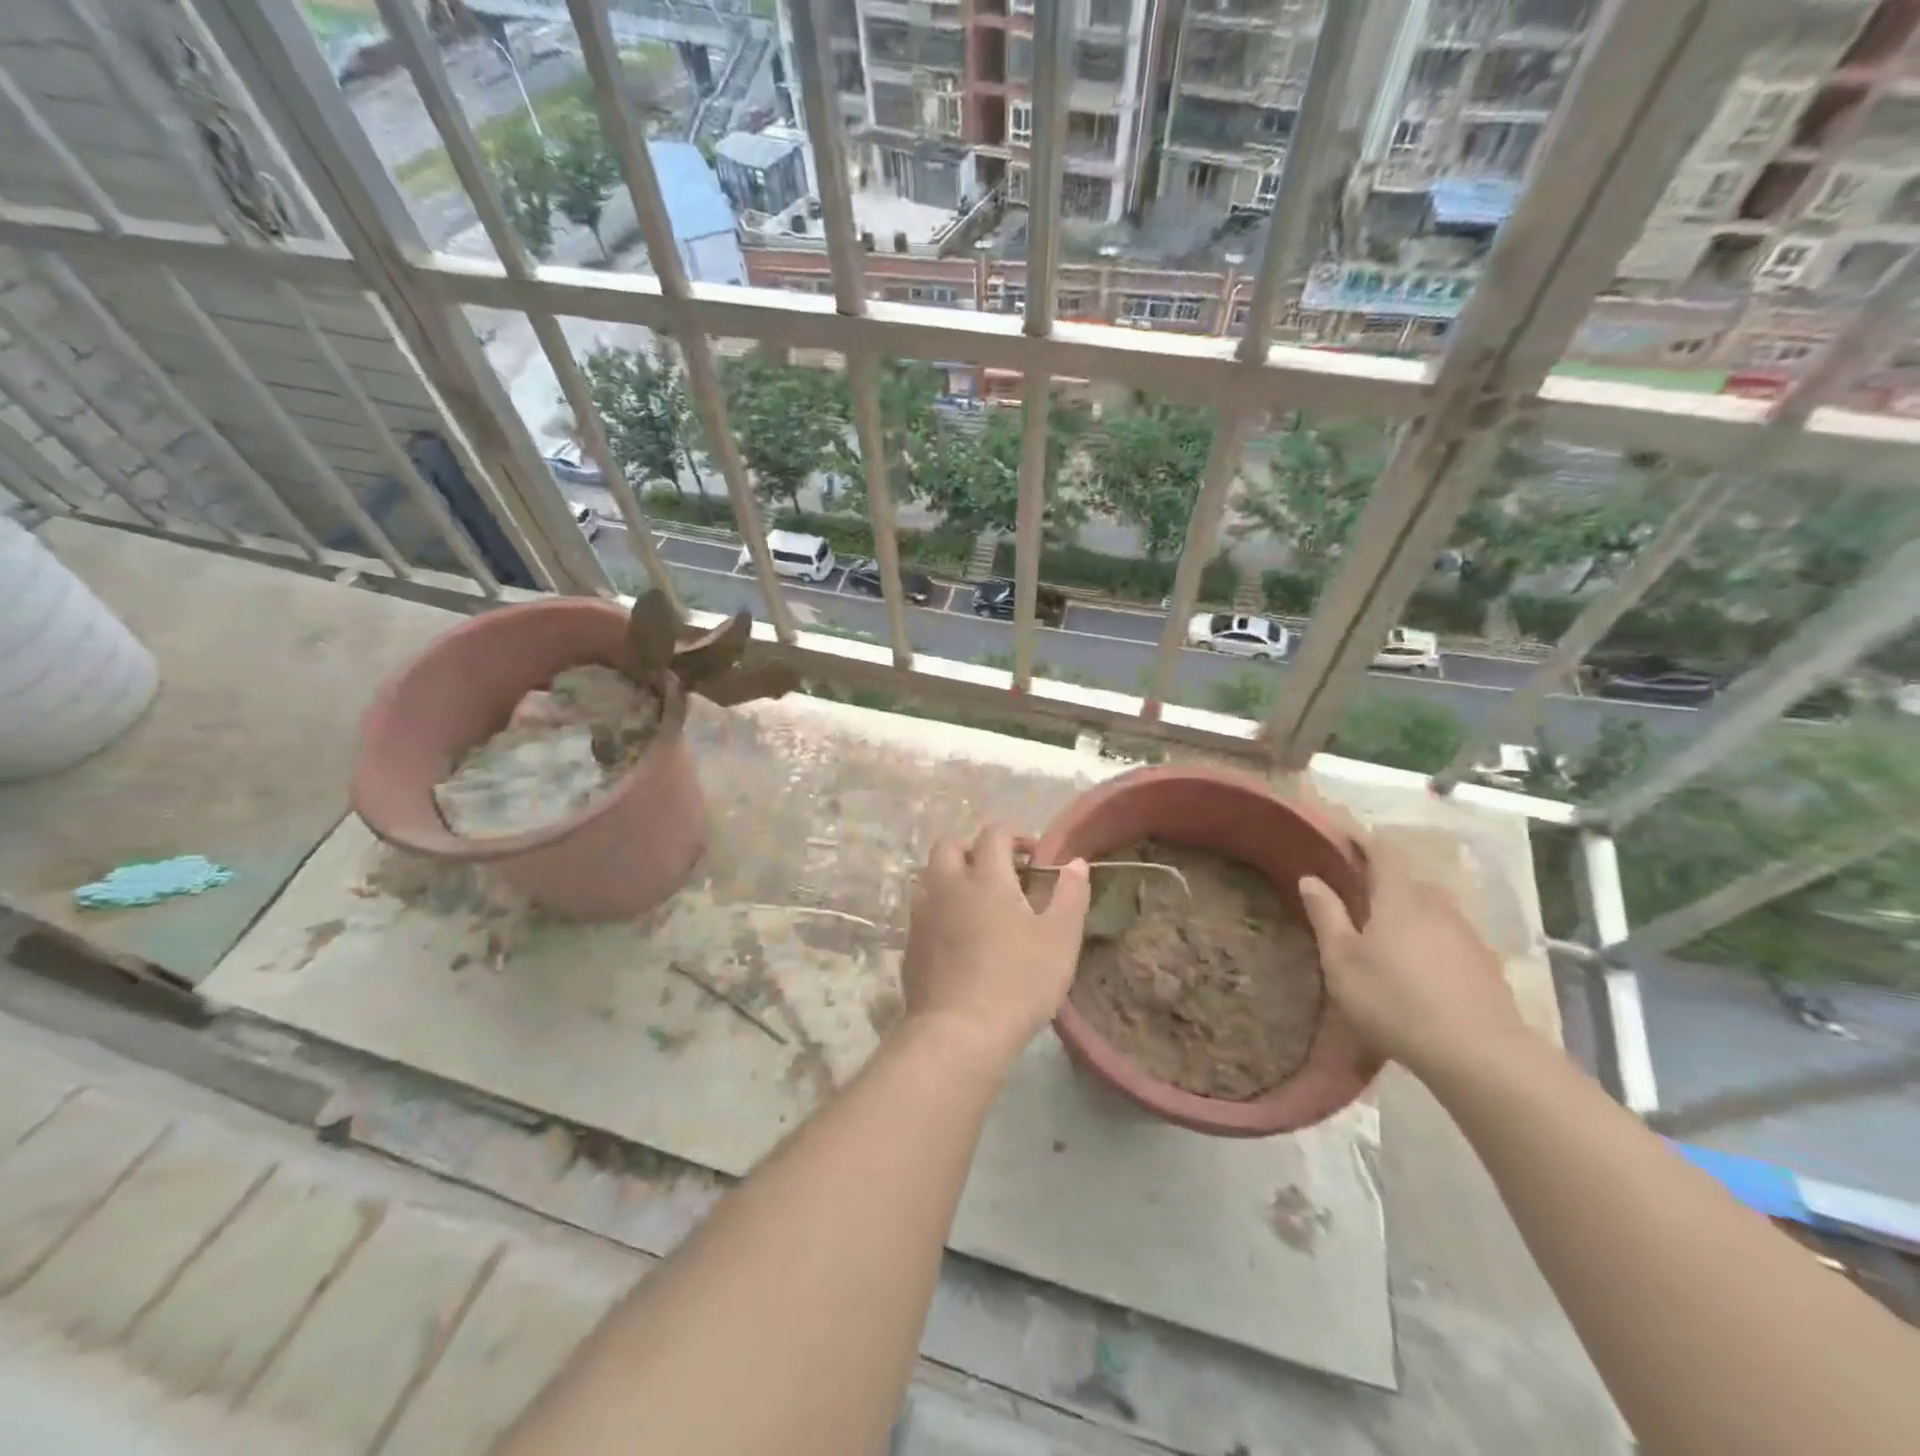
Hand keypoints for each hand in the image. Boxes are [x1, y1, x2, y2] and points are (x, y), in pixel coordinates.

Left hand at [899, 824, 1089, 1067]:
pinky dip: (941, 907)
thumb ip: (1070, 895)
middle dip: (974, 848)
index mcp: (985, 877)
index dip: (1015, 833)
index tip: (1034, 853)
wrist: (958, 1032)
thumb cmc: (1018, 981)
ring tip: (979, 902)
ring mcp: (922, 913)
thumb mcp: (1060, 939)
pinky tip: (959, 935)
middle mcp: (947, 885)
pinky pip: (923, 908)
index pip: (994, 833)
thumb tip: (1075, 862)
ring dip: (953, 876)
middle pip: (950, 845)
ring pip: (931, 875)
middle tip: (1001, 872)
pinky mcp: (910, 943)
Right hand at [1297, 838, 1526, 1078]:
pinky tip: (1418, 968)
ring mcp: (1467, 935)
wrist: (1480, 1055)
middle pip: (1407, 880)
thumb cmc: (1395, 1000)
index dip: (1362, 840)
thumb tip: (1311, 878)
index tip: (1342, 836)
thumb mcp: (1342, 960)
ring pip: (1430, 909)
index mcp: (1399, 897)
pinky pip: (1448, 937)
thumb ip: (1326, 915)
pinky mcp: (1485, 965)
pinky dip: (1428, 940)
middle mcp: (1436, 905)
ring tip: (1384, 934)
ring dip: (1406, 912)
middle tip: (1355, 894)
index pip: (1382, 851)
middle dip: (1382, 880)